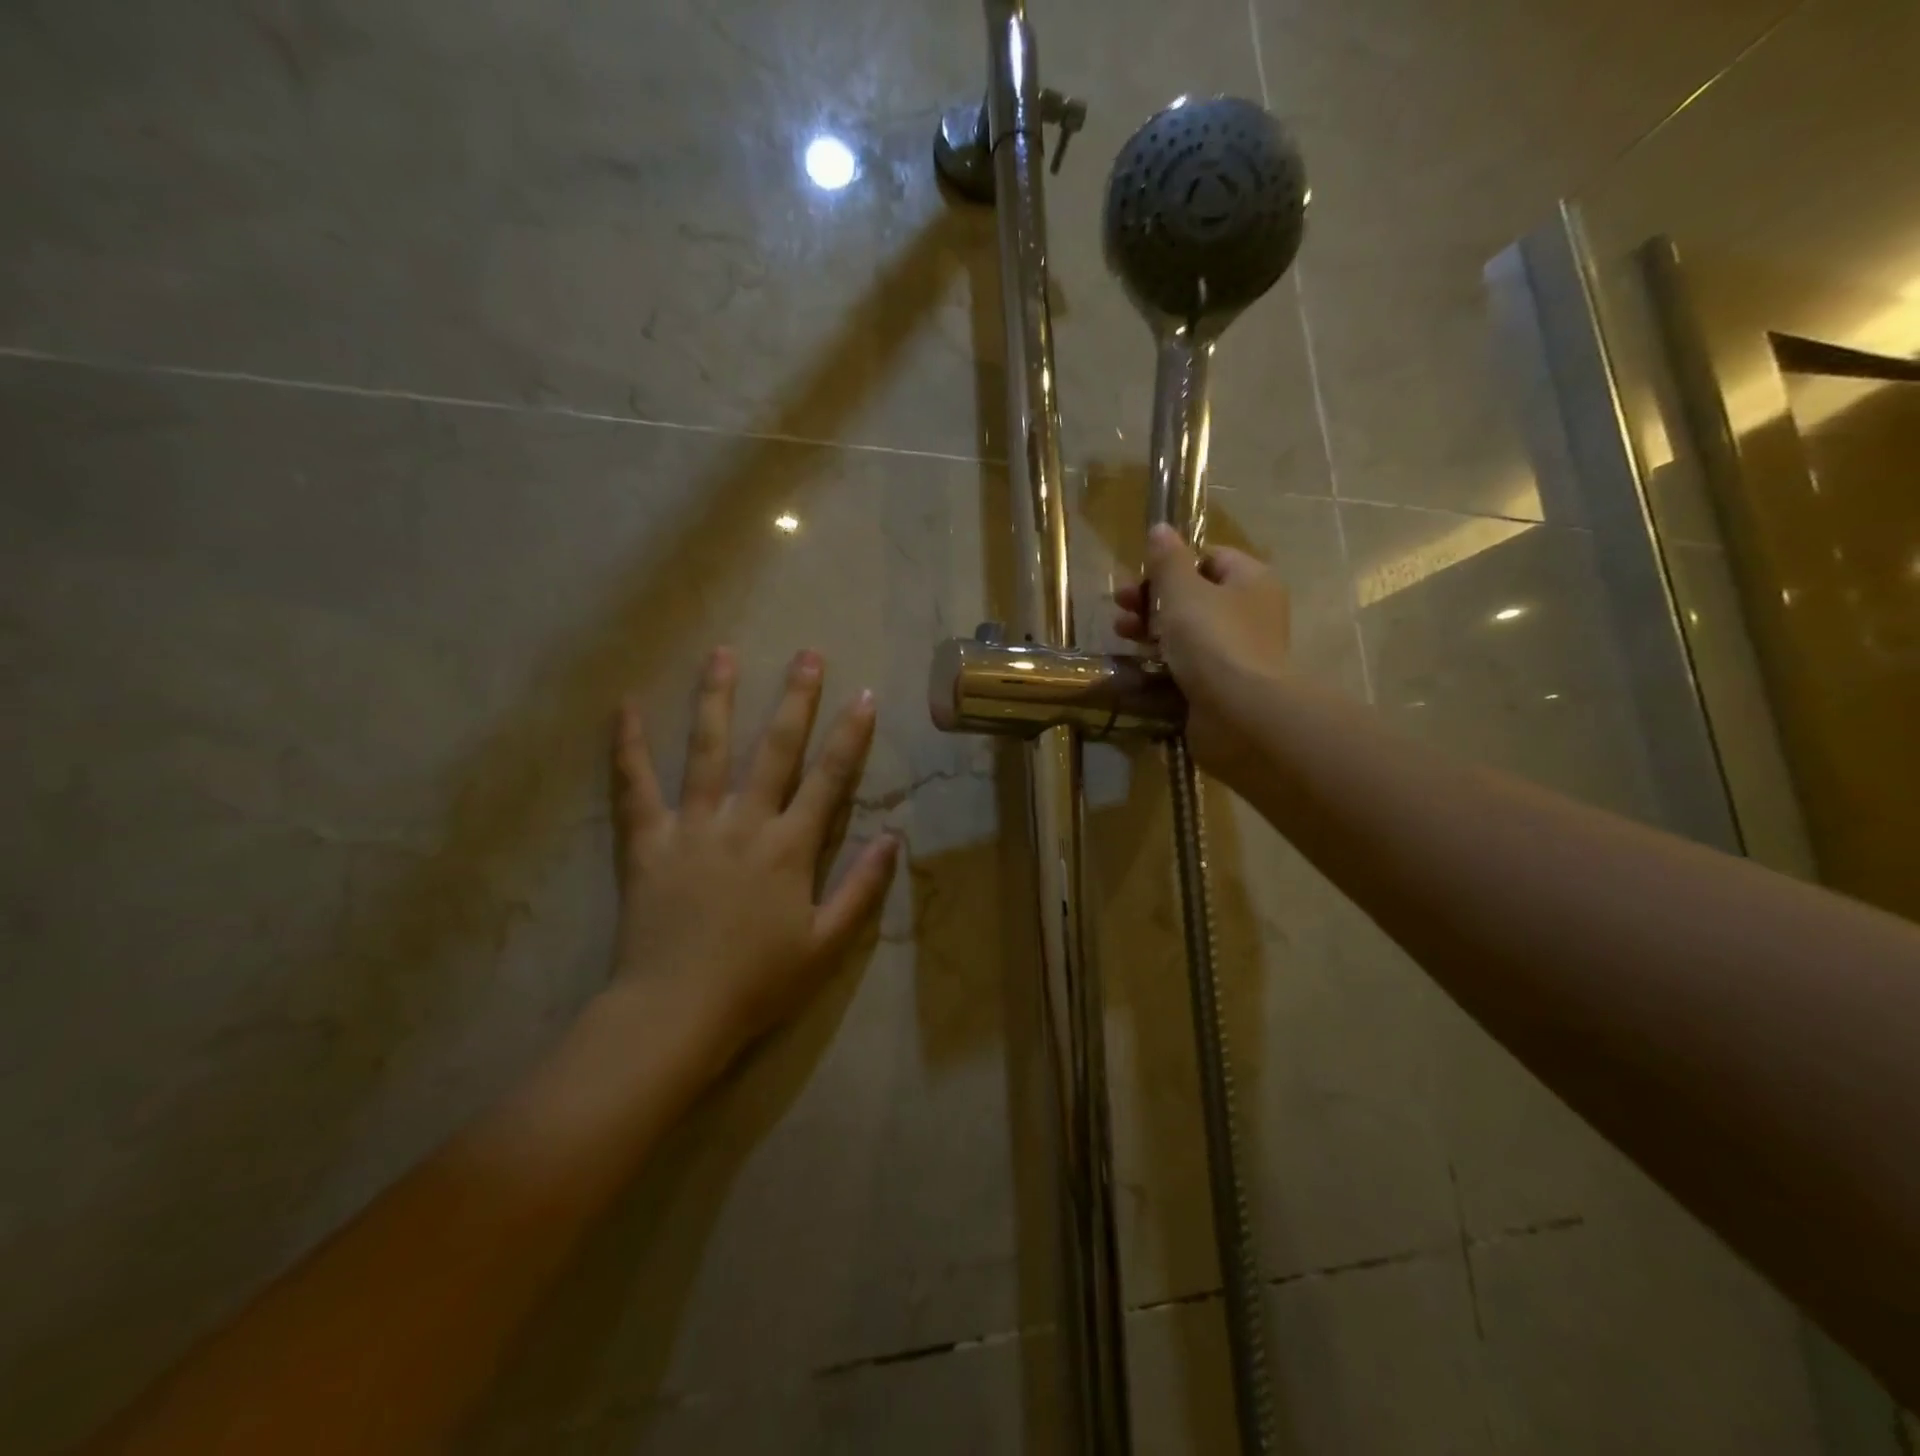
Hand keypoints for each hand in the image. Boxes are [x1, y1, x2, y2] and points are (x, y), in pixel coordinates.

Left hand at [606, 647, 898, 1076]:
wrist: (675, 1012)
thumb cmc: (758, 982)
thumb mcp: (827, 944)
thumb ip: (862, 888)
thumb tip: (892, 838)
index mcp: (789, 847)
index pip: (828, 778)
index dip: (850, 736)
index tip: (864, 695)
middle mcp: (744, 822)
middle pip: (774, 748)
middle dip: (795, 699)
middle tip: (808, 654)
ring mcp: (692, 826)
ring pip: (706, 750)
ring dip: (717, 699)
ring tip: (723, 653)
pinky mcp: (647, 841)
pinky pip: (634, 786)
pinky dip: (628, 745)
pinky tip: (626, 706)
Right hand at [1114, 524, 1292, 790]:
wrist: (1240, 712)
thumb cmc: (1213, 640)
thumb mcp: (1183, 592)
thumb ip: (1168, 561)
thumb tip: (1161, 529)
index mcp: (1251, 579)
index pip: (1210, 557)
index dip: (1173, 564)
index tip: (1140, 577)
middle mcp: (1252, 611)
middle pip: (1196, 595)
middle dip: (1153, 598)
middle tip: (1119, 606)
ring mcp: (1239, 650)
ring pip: (1190, 630)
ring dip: (1153, 628)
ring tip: (1121, 634)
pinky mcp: (1225, 683)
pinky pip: (1190, 662)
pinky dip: (1166, 659)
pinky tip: (1140, 663)